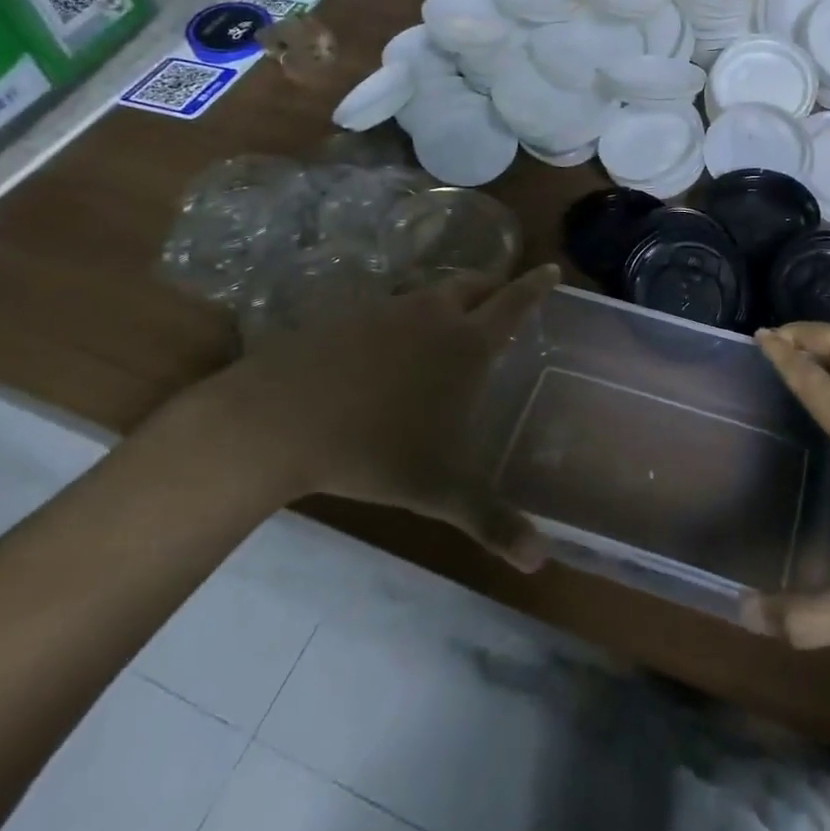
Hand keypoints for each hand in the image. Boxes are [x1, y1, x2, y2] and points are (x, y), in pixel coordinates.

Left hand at [168, 265, 560, 570]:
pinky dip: (403, 316)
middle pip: (473, 285)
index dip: (535, 287)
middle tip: (502, 295)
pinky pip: (389, 306)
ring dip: (447, 300)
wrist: (279, 419)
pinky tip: (390, 345)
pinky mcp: (346, 315)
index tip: (550, 269)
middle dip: (493, 287)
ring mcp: (386, 310)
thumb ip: (492, 522)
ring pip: (429, 293)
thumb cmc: (376, 452)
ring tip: (449, 322)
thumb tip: (540, 561)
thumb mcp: (441, 492)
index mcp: (466, 344)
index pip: (513, 304)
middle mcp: (432, 315)